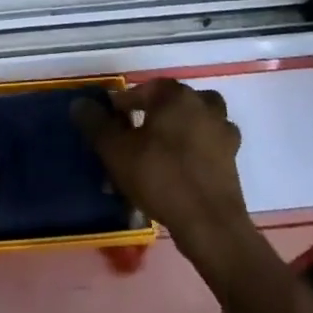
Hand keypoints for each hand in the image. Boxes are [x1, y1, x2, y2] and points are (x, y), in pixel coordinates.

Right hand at [73, 80, 250, 257]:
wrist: (210, 224)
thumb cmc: (160, 177)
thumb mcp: (117, 150)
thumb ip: (96, 123)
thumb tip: (79, 103)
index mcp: (177, 96)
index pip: (146, 88)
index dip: (126, 103)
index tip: (112, 121)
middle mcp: (204, 106)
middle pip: (173, 103)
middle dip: (154, 116)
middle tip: (136, 136)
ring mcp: (223, 133)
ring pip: (194, 123)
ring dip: (177, 132)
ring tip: (159, 152)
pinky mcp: (232, 161)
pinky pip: (206, 146)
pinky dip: (193, 152)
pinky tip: (179, 171)